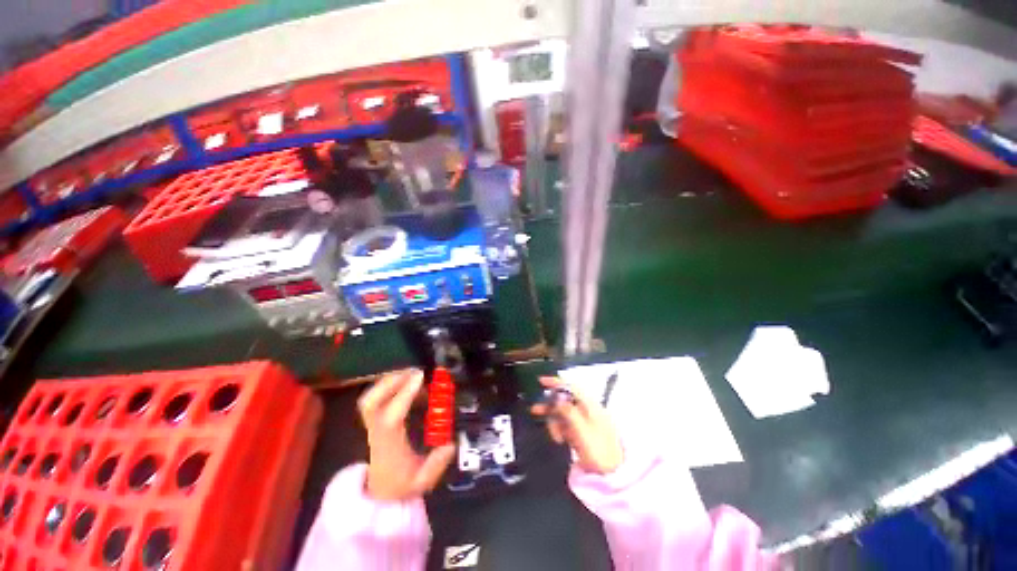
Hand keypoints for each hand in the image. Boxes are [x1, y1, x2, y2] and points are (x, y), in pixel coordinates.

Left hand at [358, 370, 455, 500]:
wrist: (379, 493)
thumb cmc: (401, 484)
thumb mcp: (422, 481)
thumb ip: (436, 464)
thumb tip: (450, 444)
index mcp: (389, 444)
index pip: (391, 416)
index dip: (404, 394)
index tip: (420, 377)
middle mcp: (377, 431)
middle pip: (369, 403)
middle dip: (390, 382)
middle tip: (414, 371)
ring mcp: (372, 425)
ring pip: (369, 398)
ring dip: (390, 381)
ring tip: (413, 374)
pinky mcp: (375, 420)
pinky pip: (375, 398)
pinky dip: (389, 386)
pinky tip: (408, 384)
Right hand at [531, 376, 623, 474]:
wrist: (612, 475)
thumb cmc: (599, 451)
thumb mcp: (582, 430)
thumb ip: (568, 411)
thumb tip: (557, 397)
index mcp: (590, 405)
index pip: (571, 387)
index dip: (555, 382)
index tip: (541, 381)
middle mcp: (586, 410)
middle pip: (564, 400)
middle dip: (550, 406)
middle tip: (536, 410)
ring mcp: (583, 421)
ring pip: (562, 413)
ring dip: (554, 422)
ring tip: (556, 437)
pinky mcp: (580, 432)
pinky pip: (565, 425)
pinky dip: (559, 430)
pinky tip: (560, 440)